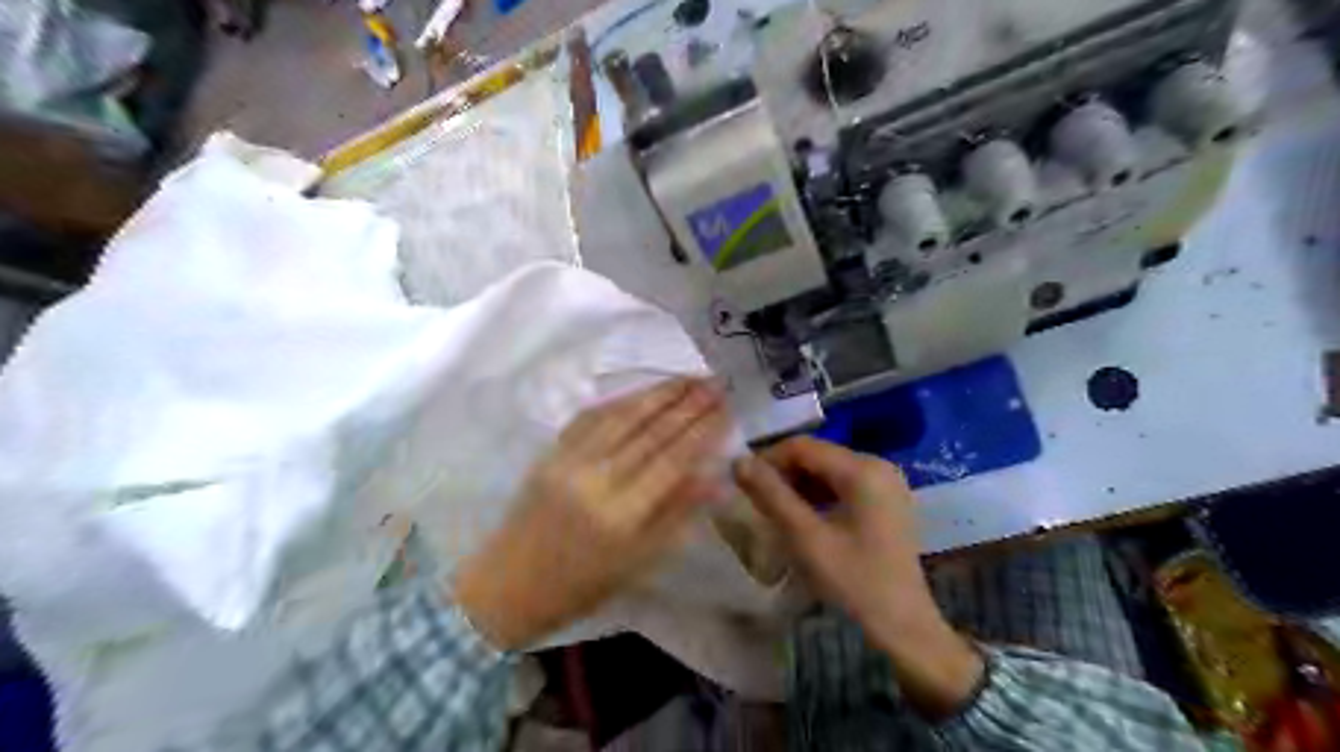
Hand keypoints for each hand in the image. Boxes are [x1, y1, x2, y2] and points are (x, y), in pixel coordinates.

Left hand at [459, 379, 731, 648]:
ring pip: (622, 416)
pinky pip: (591, 417)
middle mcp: (597, 480)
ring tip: (688, 377)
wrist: (510, 584)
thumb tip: (716, 478)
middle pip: (650, 432)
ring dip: (658, 393)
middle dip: (687, 404)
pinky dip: (621, 400)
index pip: (673, 460)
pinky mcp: (551, 452)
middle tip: (715, 382)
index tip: (726, 409)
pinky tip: (643, 390)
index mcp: (623, 515)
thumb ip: (678, 515)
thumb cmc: (583, 584)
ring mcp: (570, 461)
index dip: (703, 431)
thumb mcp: (640, 562)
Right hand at [732, 439, 981, 720]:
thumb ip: (772, 495)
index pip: (803, 447)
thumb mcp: (806, 538)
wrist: (904, 628)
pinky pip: (843, 485)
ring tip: (776, 512)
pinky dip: (818, 496)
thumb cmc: (854, 582)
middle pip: (817, 455)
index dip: (768, 459)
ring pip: (828, 470)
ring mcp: (886, 483)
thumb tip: (738, 462)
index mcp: (863, 469)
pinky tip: (803, 518)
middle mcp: (878, 465)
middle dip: (783, 473)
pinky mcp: (886, 501)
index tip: (743, 484)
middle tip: (757, 501)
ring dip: (798, 485)